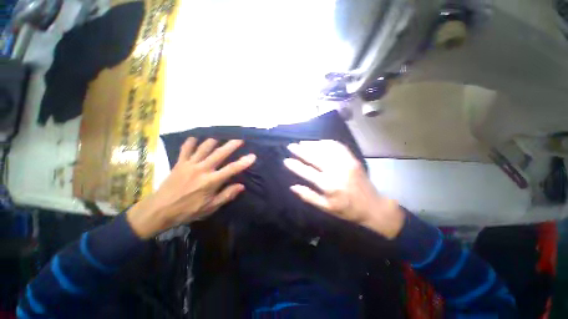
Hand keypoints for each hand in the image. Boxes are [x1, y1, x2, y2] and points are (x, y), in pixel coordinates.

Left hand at [127, 137, 255, 238]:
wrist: (159, 210)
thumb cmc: (188, 210)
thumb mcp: (210, 207)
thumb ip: (226, 195)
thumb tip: (241, 186)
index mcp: (211, 181)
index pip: (232, 169)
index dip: (243, 162)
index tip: (252, 156)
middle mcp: (202, 169)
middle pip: (220, 153)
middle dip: (231, 145)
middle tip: (240, 140)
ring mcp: (189, 164)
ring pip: (204, 147)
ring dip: (214, 141)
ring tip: (220, 140)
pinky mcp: (179, 163)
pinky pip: (186, 148)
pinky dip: (191, 142)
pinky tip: (195, 139)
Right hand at [284, 140, 403, 238]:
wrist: (372, 206)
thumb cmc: (347, 210)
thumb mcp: (326, 208)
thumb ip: (309, 196)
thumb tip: (293, 187)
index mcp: (328, 185)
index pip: (307, 172)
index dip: (295, 166)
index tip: (286, 160)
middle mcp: (336, 171)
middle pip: (314, 157)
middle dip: (301, 150)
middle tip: (291, 146)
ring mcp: (345, 163)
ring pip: (325, 149)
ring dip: (312, 144)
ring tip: (302, 142)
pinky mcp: (353, 159)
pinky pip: (338, 147)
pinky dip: (327, 142)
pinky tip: (320, 141)